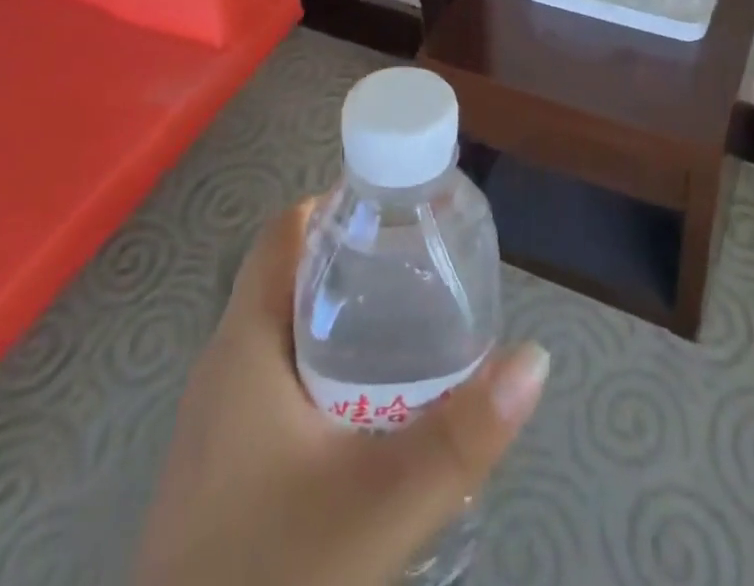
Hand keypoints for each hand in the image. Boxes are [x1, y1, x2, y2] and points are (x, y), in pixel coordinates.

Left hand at [135, 201, 547, 585]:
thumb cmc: (268, 578)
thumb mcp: (379, 508)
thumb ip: (461, 436)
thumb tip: (535, 358)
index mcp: (244, 343)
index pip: (287, 232)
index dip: (342, 204)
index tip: (404, 207)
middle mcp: (225, 363)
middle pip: (292, 273)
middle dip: (359, 259)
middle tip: (426, 265)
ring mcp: (218, 416)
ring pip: (286, 327)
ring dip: (345, 313)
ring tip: (414, 322)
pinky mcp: (223, 461)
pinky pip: (279, 375)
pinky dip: (328, 362)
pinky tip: (372, 404)